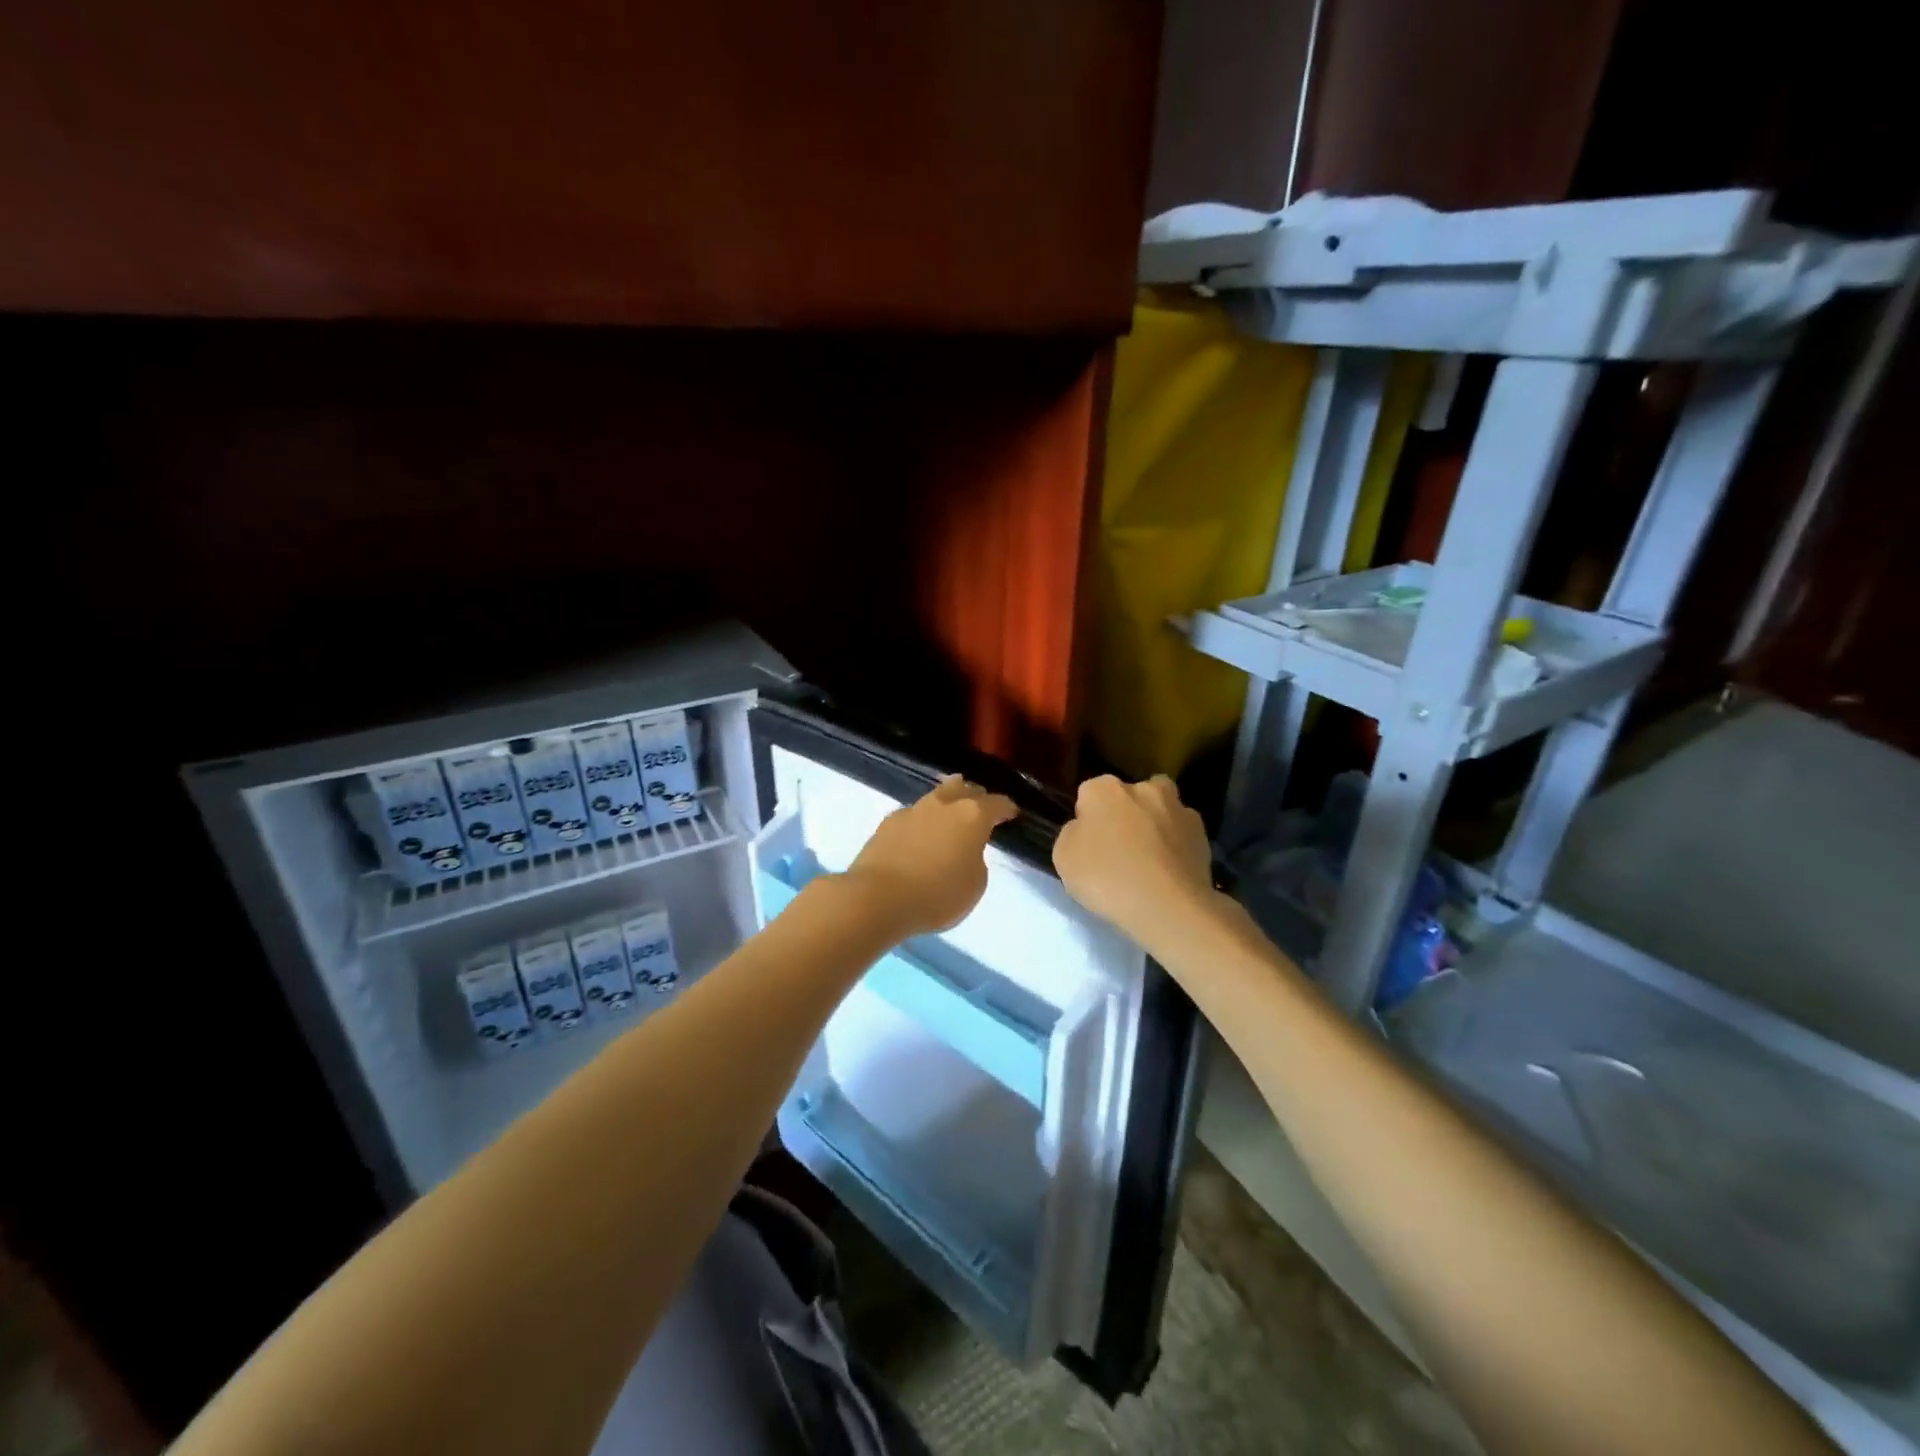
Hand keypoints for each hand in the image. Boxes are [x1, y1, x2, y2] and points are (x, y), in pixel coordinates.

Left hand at [844, 776, 1017, 937]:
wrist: (879, 898)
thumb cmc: (937, 895)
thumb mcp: (975, 885)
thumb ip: (976, 860)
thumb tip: (965, 850)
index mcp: (972, 816)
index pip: (997, 804)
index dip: (1006, 808)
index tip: (1011, 814)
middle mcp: (943, 804)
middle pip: (964, 788)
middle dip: (975, 796)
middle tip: (979, 808)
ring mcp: (913, 810)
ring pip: (936, 796)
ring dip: (946, 803)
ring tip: (949, 815)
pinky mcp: (887, 822)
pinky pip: (913, 814)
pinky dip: (921, 821)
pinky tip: (919, 834)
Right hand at [1053, 775, 1214, 944]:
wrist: (1169, 907)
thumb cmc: (1107, 878)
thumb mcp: (1063, 858)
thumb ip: (1072, 834)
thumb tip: (1085, 829)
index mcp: (1105, 789)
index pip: (1088, 794)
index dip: (1086, 818)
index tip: (1087, 845)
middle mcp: (1144, 788)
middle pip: (1129, 796)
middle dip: (1124, 814)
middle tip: (1119, 849)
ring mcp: (1178, 809)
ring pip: (1161, 810)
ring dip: (1155, 825)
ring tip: (1150, 860)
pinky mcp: (1203, 834)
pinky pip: (1182, 835)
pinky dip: (1176, 846)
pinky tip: (1170, 871)